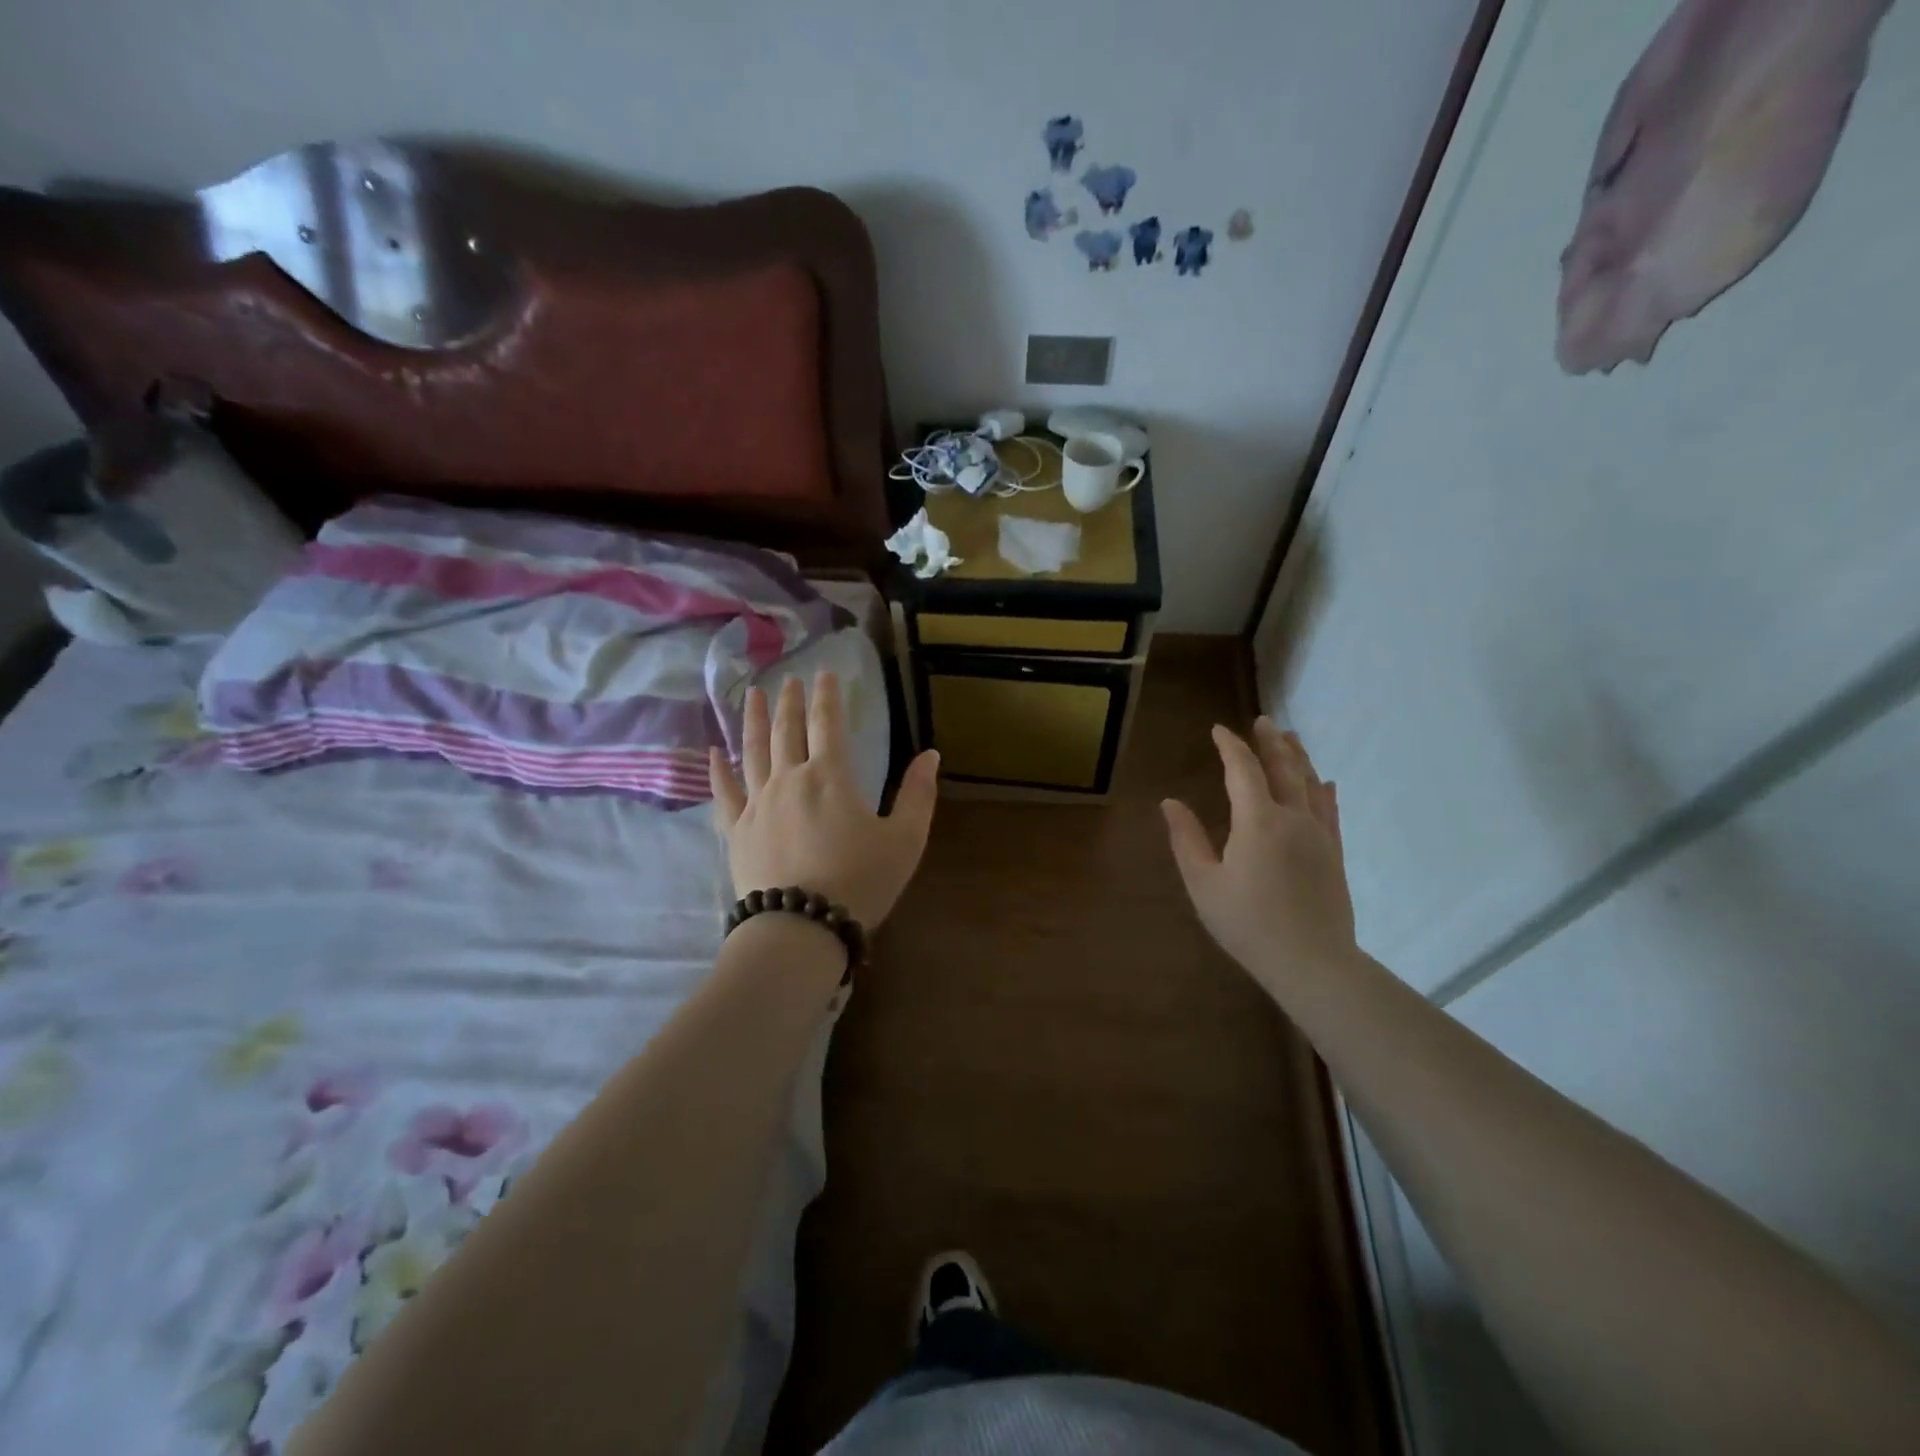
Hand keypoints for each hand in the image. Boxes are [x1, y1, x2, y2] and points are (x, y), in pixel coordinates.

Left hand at [709, 672, 938, 927]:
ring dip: (755, 721)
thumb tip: (931, 755)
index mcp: (830, 776)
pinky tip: (713, 752)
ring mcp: (758, 804)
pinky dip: (718, 770)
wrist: (802, 928)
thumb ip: (918, 794)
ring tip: (754, 696)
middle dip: (791, 701)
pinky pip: (724, 793)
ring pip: (753, 751)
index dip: (827, 696)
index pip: (827, 723)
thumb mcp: (905, 839)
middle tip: (790, 678)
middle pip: (787, 730)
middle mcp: (789, 779)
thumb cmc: (860, 881)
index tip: (825, 672)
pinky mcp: (737, 831)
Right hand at [1162, 719, 1356, 989]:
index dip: (1230, 746)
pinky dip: (1323, 790)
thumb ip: (1186, 839)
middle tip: (1262, 721)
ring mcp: (1319, 834)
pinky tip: (1324, 782)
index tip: (1218, 730)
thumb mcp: (1203, 883)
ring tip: (1291, 738)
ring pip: (1310, 783)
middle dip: (1270, 742)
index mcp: (1257, 820)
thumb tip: (1169, 802)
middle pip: (1284, 768)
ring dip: (1299, 757)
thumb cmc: (1248, 923)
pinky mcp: (1334, 853)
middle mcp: (1292, 817)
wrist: (1312, 962)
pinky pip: (1330, 810)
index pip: (1243, 769)